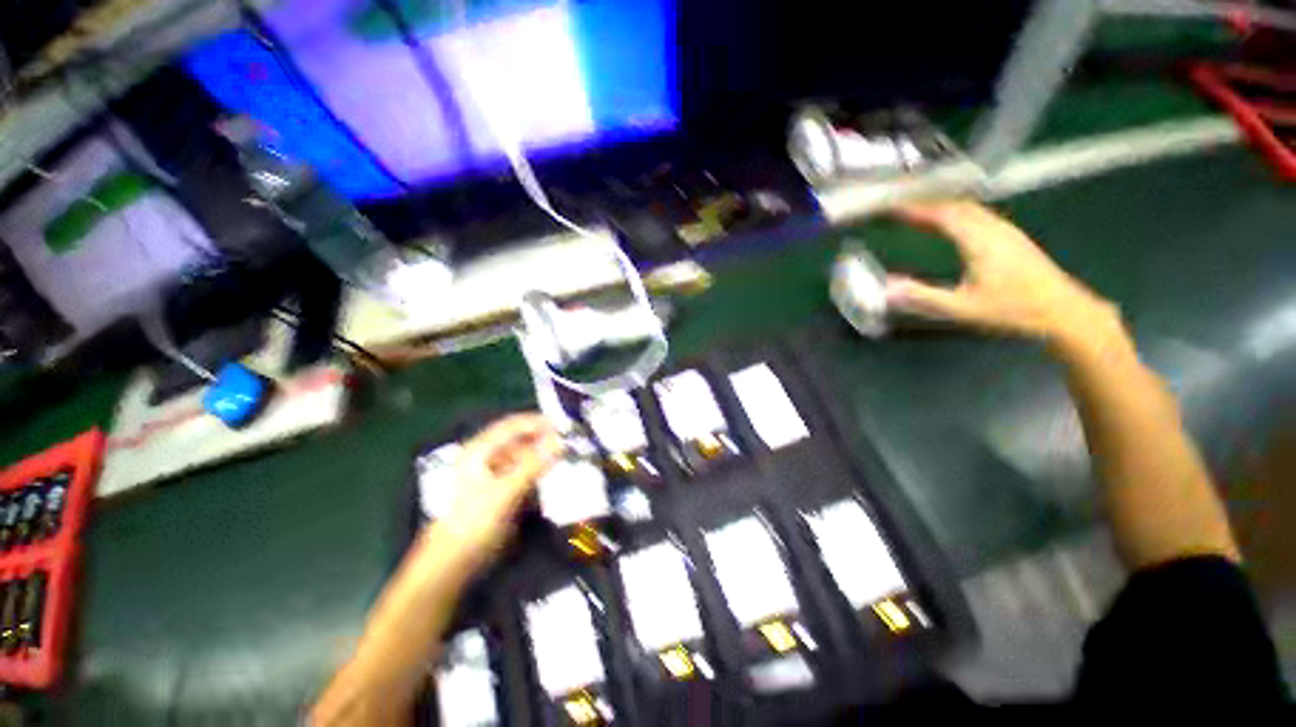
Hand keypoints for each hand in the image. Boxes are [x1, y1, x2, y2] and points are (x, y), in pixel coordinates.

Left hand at [433, 413, 562, 562]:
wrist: (454, 562)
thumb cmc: (474, 522)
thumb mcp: (505, 491)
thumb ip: (533, 465)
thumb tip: (560, 441)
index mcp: (481, 450)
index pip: (514, 425)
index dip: (539, 422)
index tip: (565, 425)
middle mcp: (489, 457)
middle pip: (521, 439)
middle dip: (545, 438)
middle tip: (570, 441)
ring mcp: (497, 473)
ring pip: (526, 455)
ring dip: (545, 454)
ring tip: (567, 456)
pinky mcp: (505, 490)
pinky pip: (527, 472)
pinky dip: (541, 471)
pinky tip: (555, 474)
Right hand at [886, 201, 1118, 343]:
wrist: (1064, 311)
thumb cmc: (1014, 310)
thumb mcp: (963, 309)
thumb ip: (923, 297)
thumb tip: (887, 289)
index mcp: (980, 240)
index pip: (942, 214)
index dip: (914, 208)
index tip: (890, 207)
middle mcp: (993, 228)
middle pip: (955, 204)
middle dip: (925, 202)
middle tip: (898, 205)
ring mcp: (1005, 230)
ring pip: (968, 207)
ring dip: (940, 205)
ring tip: (917, 211)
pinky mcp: (1011, 237)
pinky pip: (977, 214)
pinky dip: (955, 212)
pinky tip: (948, 222)